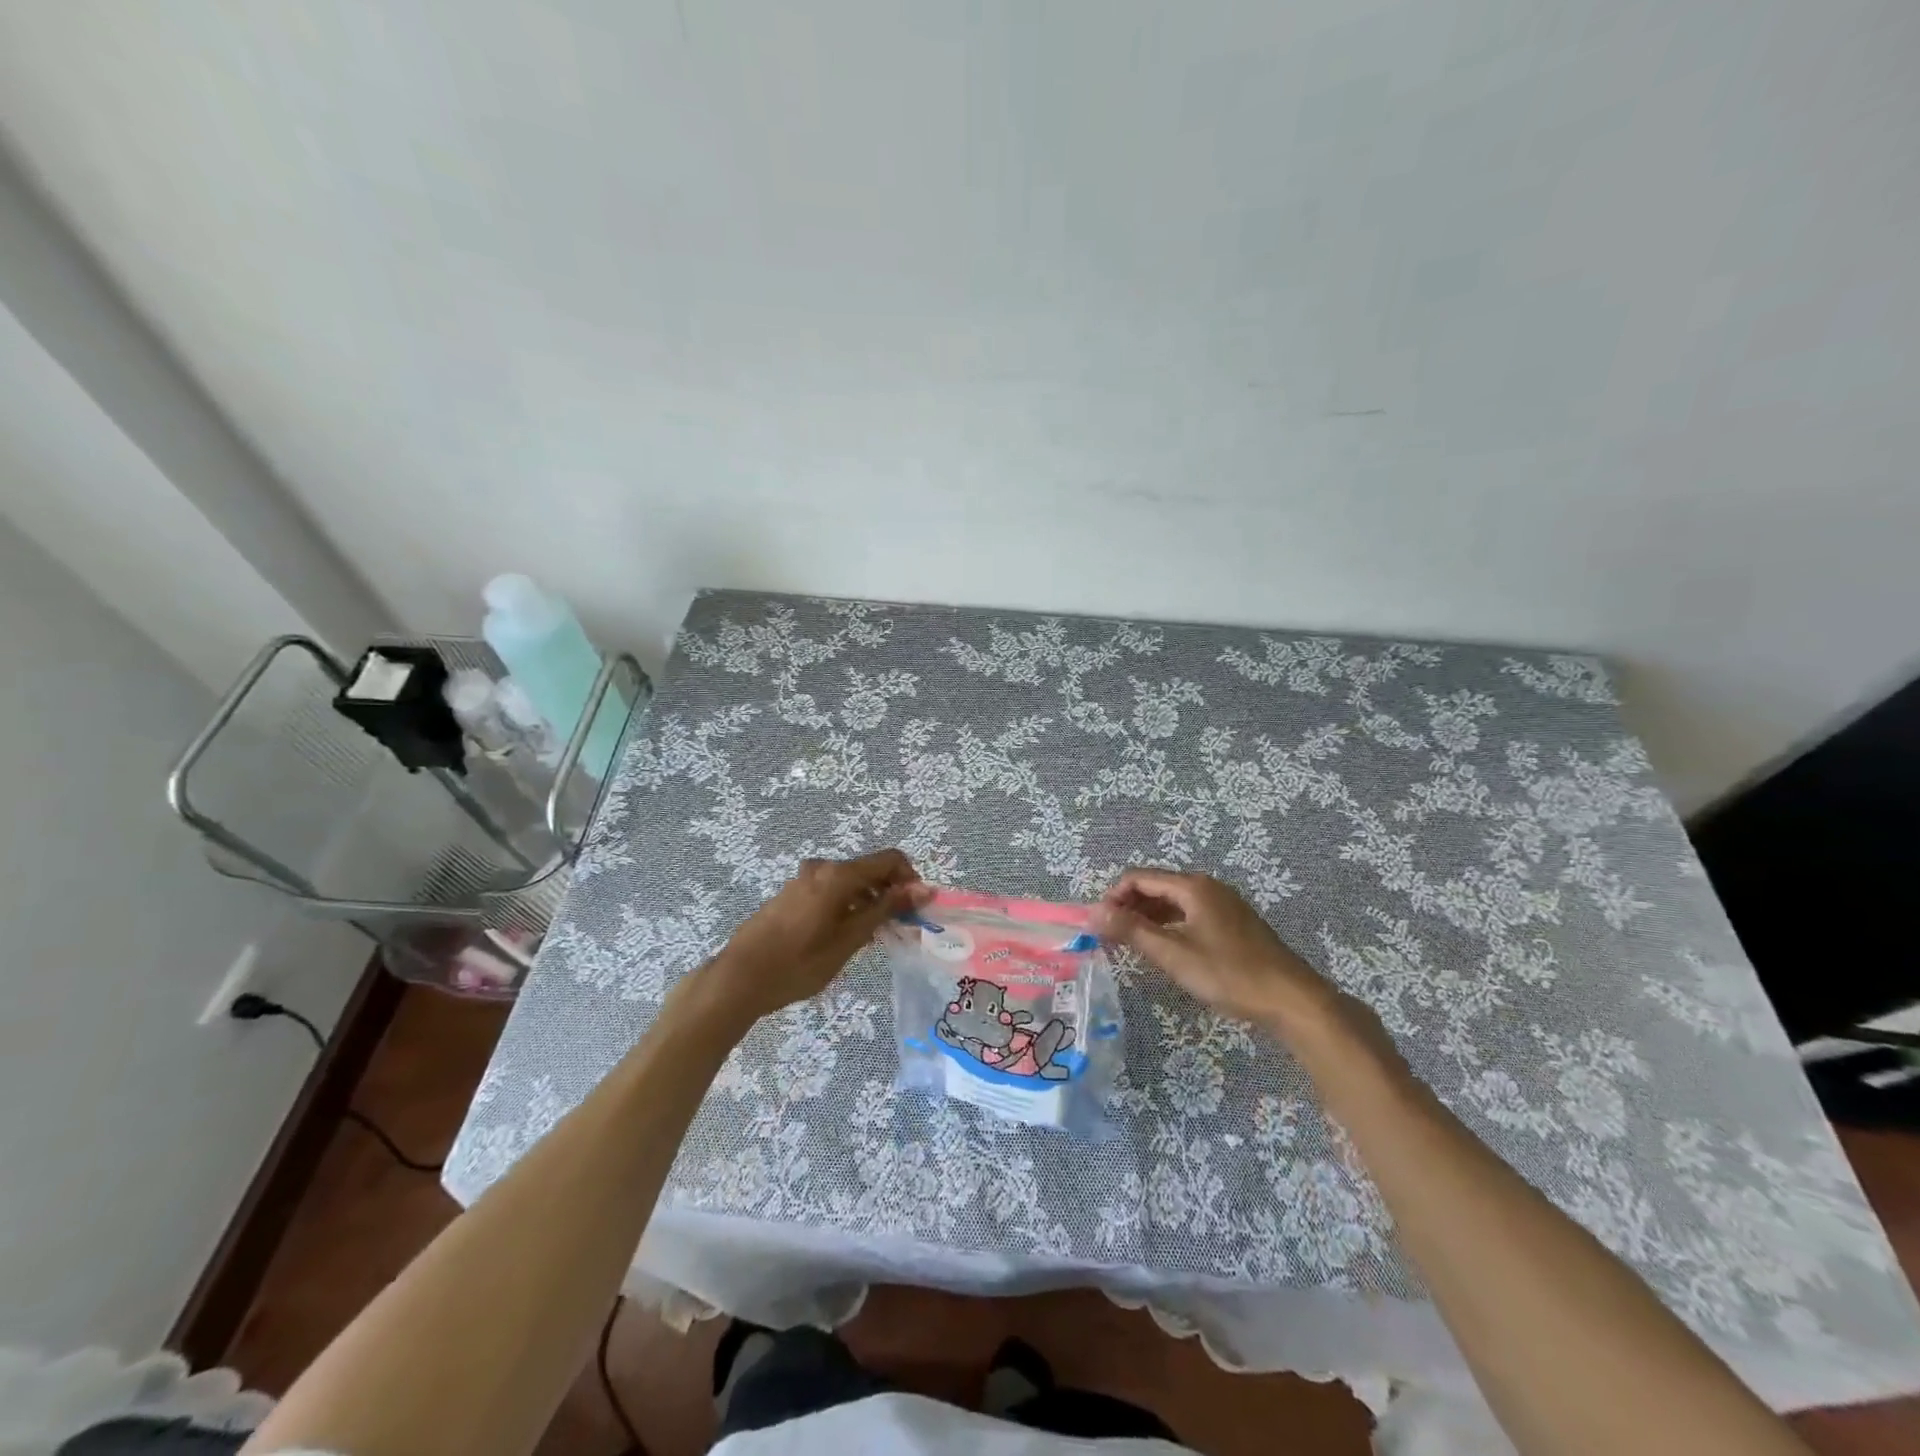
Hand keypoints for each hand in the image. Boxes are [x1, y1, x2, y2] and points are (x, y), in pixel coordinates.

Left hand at [695, 850, 930, 1026]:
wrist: (739, 978)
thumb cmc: (799, 963)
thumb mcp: (849, 939)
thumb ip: (886, 909)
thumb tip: (923, 888)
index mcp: (838, 874)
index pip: (890, 860)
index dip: (910, 880)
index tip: (917, 910)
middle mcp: (821, 867)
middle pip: (869, 870)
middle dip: (889, 894)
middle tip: (898, 928)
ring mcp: (803, 879)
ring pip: (849, 882)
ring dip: (868, 902)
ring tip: (871, 938)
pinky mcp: (791, 894)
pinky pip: (830, 890)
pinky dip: (847, 906)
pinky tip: (844, 937)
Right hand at [1091, 868, 1345, 1037]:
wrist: (1292, 999)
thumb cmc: (1228, 974)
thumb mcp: (1173, 954)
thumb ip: (1131, 930)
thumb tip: (1092, 911)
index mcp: (1193, 886)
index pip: (1139, 877)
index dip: (1113, 896)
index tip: (1099, 925)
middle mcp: (1208, 887)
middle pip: (1156, 886)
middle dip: (1129, 906)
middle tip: (1112, 936)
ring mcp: (1224, 904)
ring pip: (1174, 901)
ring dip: (1148, 917)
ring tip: (1133, 945)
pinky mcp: (1234, 924)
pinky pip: (1190, 914)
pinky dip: (1170, 925)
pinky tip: (1167, 949)